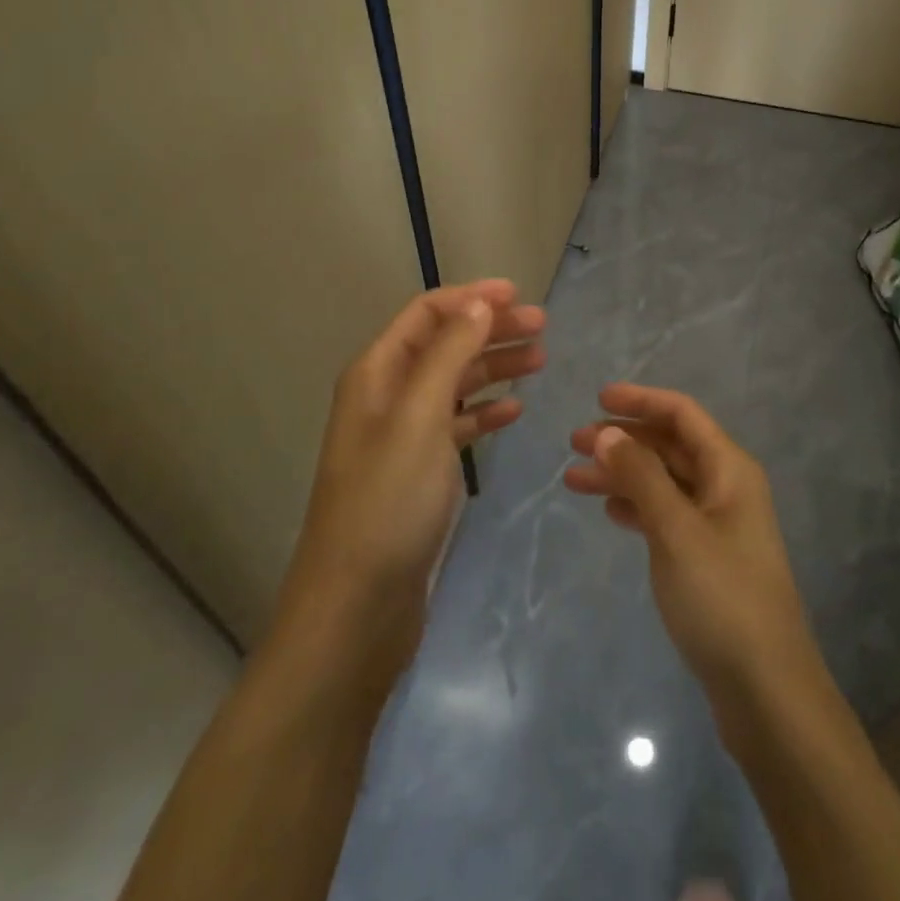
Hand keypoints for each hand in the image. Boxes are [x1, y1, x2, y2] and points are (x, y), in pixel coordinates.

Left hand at [276, 280, 545, 674]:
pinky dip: (484, 412)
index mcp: (377, 373)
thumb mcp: (420, 418)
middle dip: (490, 329)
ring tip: (540, 361)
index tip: (519, 295)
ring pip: (454, 383)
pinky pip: (456, 425)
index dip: (470, 298)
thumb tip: (478, 303)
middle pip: (444, 344)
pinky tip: (514, 411)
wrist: (356, 605)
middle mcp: (386, 396)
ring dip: (494, 367)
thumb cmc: (388, 502)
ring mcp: (402, 435)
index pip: (426, 314)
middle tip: (542, 328)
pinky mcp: (418, 471)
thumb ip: (448, 354)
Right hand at [563, 385, 823, 738]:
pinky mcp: (707, 558)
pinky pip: (666, 515)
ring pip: (664, 482)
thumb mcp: (676, 530)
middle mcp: (726, 487)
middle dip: (624, 439)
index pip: (682, 414)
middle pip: (670, 446)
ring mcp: (717, 524)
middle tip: (574, 444)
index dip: (641, 400)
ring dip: (623, 475)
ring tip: (575, 480)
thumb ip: (641, 476)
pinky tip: (610, 512)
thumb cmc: (722, 597)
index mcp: (729, 468)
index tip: (597, 400)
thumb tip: (608, 432)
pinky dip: (638, 507)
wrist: (766, 690)